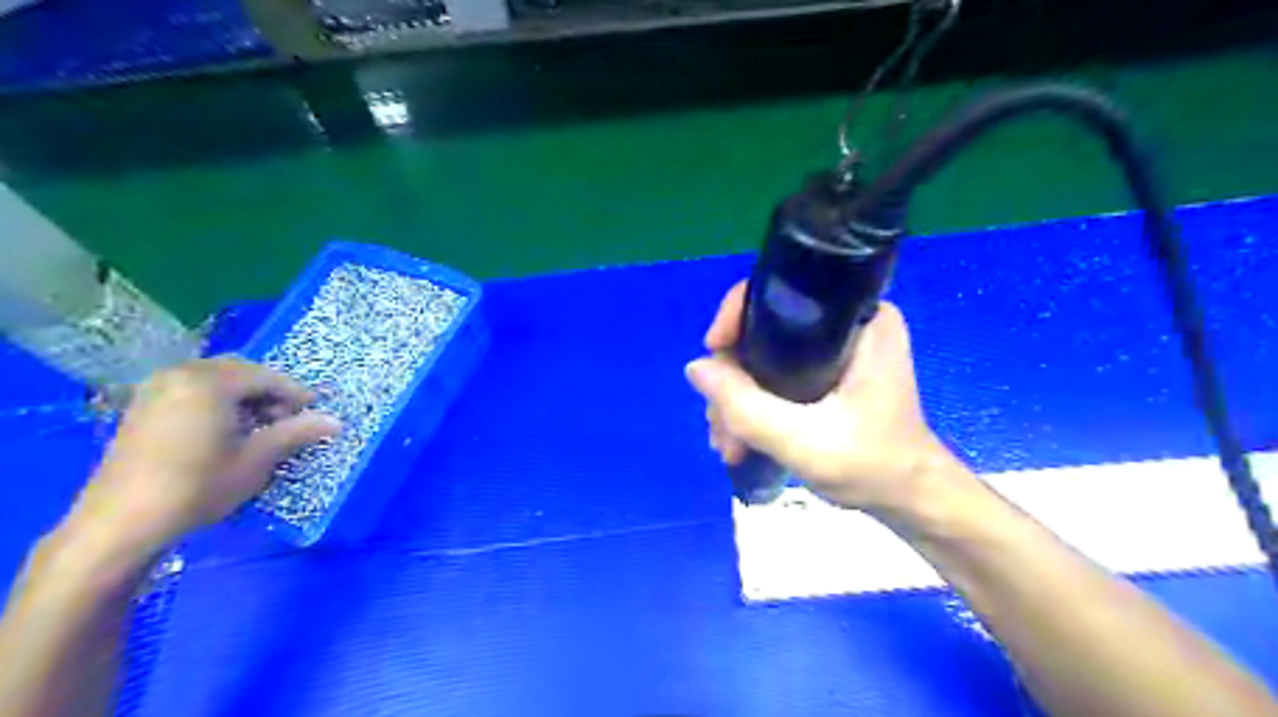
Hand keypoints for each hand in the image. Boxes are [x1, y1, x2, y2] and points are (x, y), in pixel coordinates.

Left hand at [66, 357, 339, 555]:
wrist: (121, 523)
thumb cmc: (197, 487)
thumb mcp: (256, 460)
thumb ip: (296, 433)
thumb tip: (336, 421)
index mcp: (209, 382)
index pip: (267, 377)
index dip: (296, 395)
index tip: (315, 414)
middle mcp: (180, 374)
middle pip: (240, 370)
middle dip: (269, 391)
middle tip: (286, 419)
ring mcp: (156, 388)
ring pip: (216, 377)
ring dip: (244, 395)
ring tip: (258, 426)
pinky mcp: (143, 406)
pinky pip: (192, 387)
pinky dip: (217, 399)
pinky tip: (226, 429)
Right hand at [684, 280, 963, 515]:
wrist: (909, 500)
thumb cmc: (872, 466)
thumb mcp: (803, 441)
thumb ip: (746, 407)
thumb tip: (694, 368)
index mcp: (860, 319)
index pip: (782, 292)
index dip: (738, 315)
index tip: (713, 352)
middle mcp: (846, 323)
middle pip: (764, 328)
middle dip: (732, 376)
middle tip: (721, 425)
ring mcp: (835, 348)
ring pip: (763, 355)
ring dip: (737, 397)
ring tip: (727, 444)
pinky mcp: (826, 371)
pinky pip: (774, 373)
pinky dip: (753, 403)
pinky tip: (739, 439)